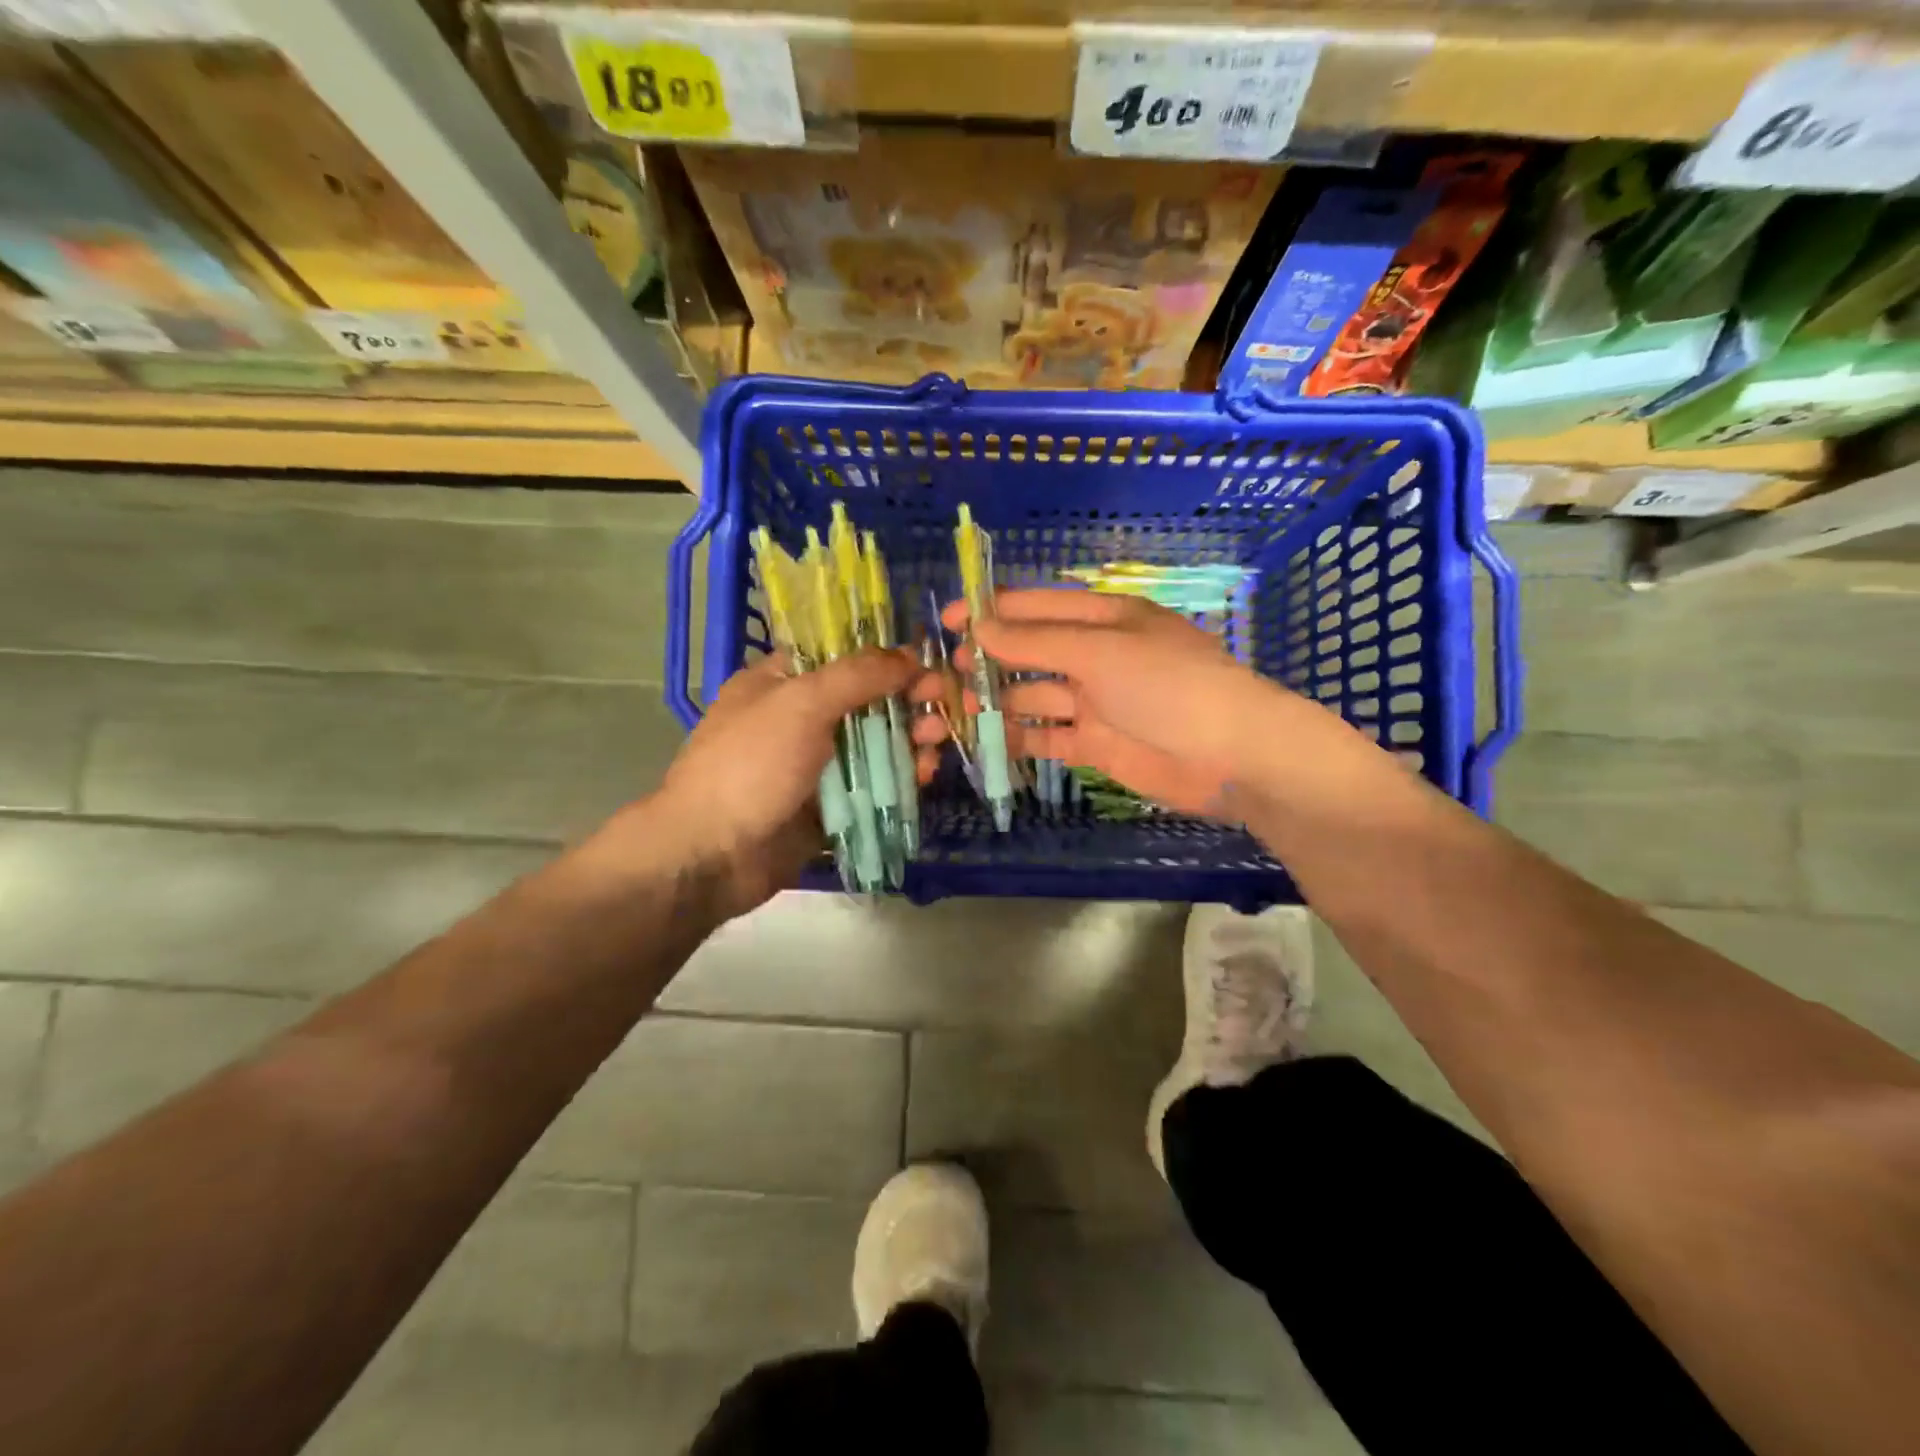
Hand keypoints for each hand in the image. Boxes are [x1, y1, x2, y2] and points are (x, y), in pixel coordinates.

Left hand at [603, 649, 916, 919]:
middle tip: (942, 704)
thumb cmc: (750, 765)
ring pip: (873, 744)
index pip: (841, 656)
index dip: (884, 656)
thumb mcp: (802, 704)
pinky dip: (899, 778)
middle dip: (906, 700)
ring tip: (936, 742)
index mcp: (779, 683)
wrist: (711, 855)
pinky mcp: (828, 806)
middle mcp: (798, 719)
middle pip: (865, 700)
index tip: (926, 664)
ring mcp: (813, 765)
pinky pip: (872, 785)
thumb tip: (909, 655)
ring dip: (909, 739)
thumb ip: (858, 675)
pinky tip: (923, 776)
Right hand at [914, 589, 1294, 816]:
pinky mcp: (1095, 744)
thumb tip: (978, 627)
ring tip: (953, 711)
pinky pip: (1046, 736)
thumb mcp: (1102, 651)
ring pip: (1032, 696)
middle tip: (942, 677)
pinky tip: (983, 743)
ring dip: (995, 702)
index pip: (1036, 607)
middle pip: (1029, 653)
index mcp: (1104, 618)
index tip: (945, 623)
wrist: (1232, 757)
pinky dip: (1017, 739)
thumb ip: (1037, 641)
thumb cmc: (1169, 686)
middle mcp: (1095, 655)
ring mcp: (1095, 702)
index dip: (990, 612)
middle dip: (986, 662)